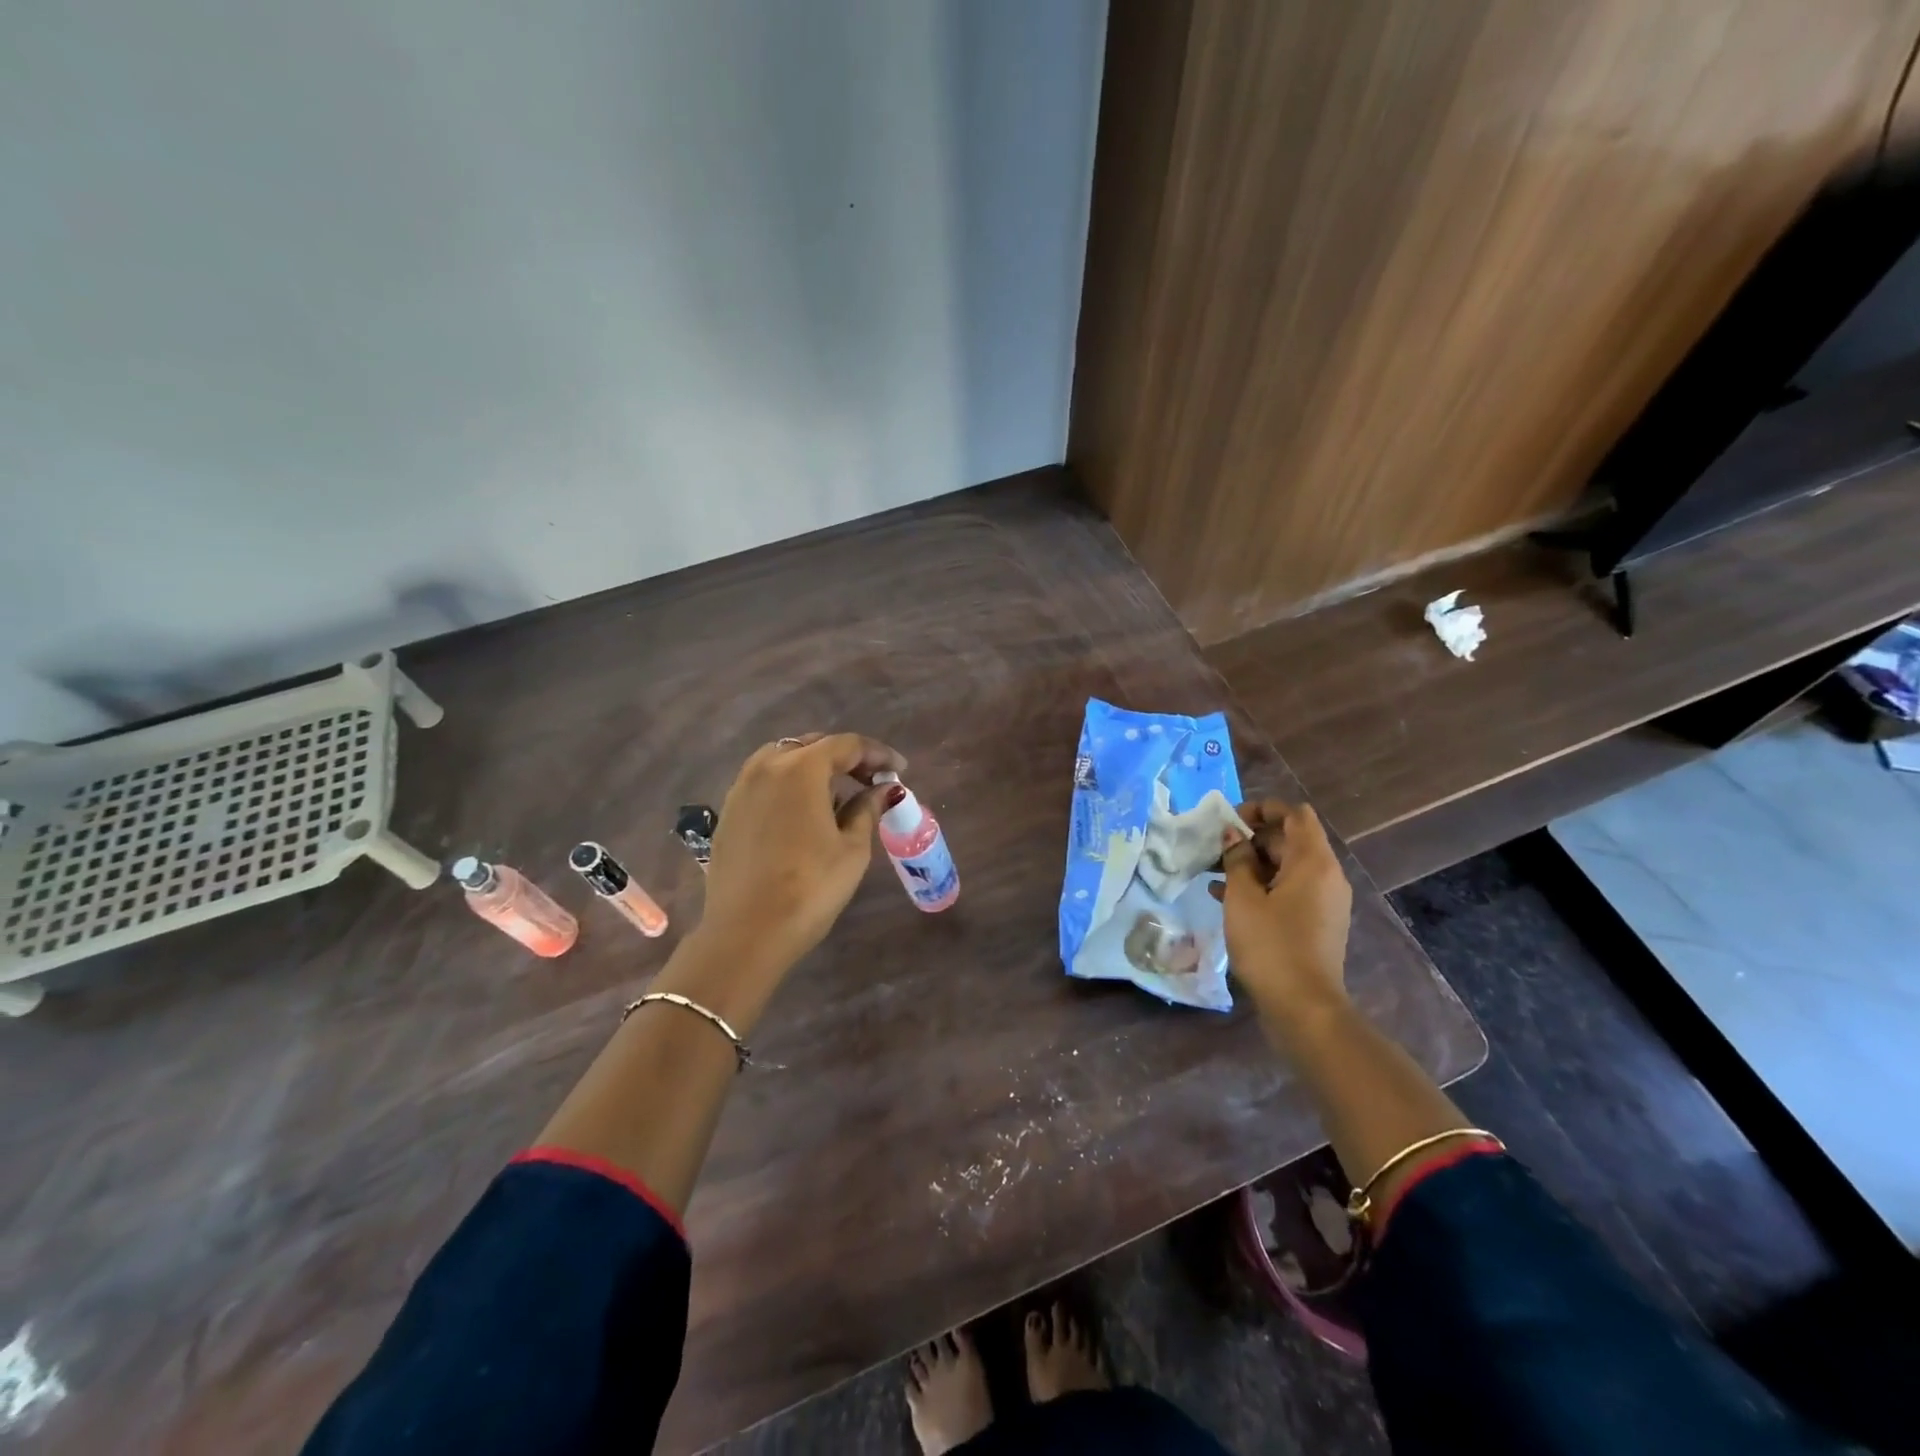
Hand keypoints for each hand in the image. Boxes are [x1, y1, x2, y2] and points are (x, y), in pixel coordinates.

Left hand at [694, 732, 906, 977]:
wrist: (747, 933)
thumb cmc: (810, 888)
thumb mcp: (852, 849)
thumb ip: (867, 809)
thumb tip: (882, 789)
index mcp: (801, 769)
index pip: (846, 745)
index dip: (878, 754)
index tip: (900, 769)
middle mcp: (766, 767)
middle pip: (812, 745)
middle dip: (846, 758)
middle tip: (872, 779)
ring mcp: (741, 788)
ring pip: (783, 759)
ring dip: (814, 768)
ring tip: (838, 793)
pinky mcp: (728, 812)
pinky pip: (764, 782)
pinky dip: (789, 785)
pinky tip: (803, 812)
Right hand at [1214, 801, 1353, 1030]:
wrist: (1303, 1007)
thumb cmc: (1270, 945)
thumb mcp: (1242, 898)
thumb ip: (1236, 859)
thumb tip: (1232, 835)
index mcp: (1313, 862)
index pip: (1294, 814)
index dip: (1263, 809)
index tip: (1230, 821)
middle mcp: (1325, 875)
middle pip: (1289, 840)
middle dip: (1250, 838)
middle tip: (1214, 848)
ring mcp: (1323, 901)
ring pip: (1285, 867)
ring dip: (1251, 864)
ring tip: (1212, 871)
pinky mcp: (1315, 922)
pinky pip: (1288, 890)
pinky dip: (1261, 886)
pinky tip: (1224, 896)